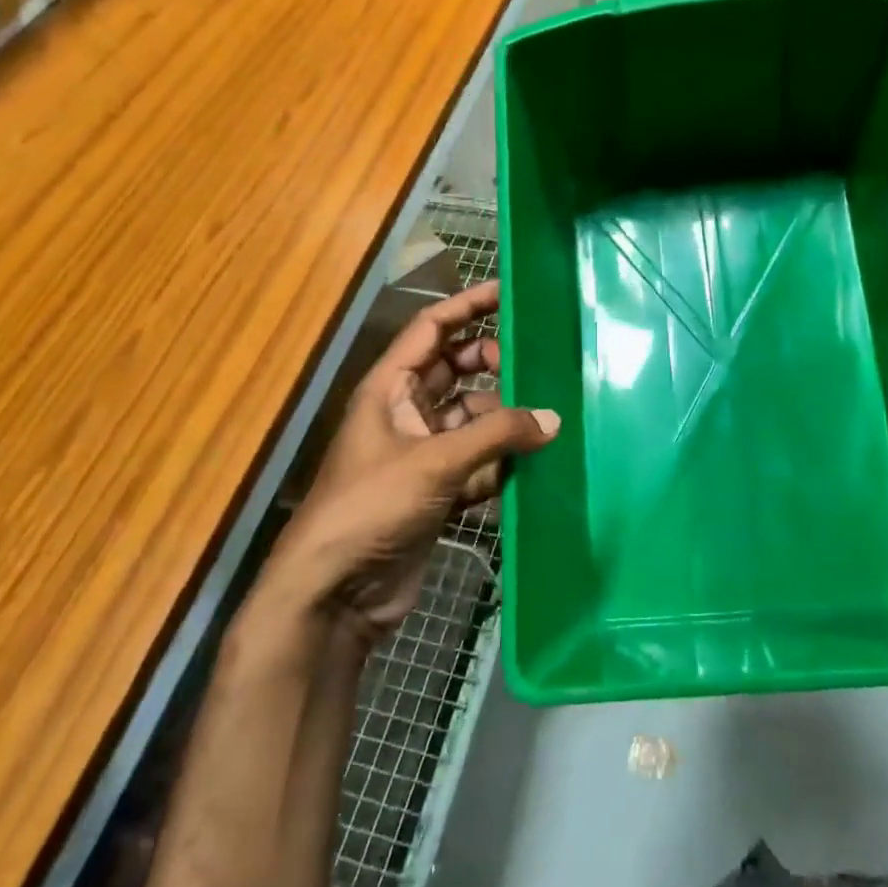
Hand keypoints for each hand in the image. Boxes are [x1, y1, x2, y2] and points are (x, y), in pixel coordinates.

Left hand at [262, 281, 557, 643]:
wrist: (334, 595)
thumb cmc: (371, 507)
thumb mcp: (434, 462)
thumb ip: (496, 435)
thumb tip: (553, 419)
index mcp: (390, 388)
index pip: (432, 328)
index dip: (469, 305)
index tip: (511, 292)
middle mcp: (406, 412)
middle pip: (457, 370)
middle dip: (494, 363)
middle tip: (537, 363)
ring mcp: (422, 453)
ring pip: (473, 418)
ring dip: (505, 418)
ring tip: (549, 415)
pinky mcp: (437, 491)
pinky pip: (478, 462)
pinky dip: (502, 461)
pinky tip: (535, 463)